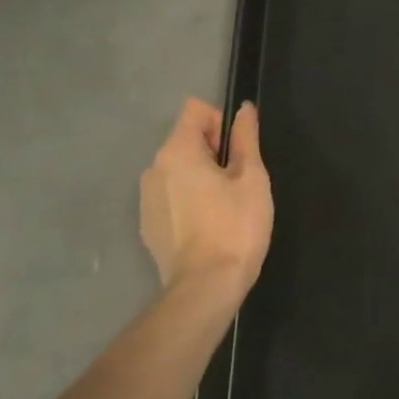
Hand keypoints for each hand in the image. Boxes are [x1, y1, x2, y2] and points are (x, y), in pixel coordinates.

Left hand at [139, 98, 272, 301]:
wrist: (206, 289)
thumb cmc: (235, 226)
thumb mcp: (252, 177)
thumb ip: (246, 138)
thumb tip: (243, 109)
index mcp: (177, 151)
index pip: (195, 110)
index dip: (221, 122)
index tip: (237, 152)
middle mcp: (154, 168)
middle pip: (185, 138)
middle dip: (212, 150)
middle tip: (235, 182)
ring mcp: (146, 198)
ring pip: (178, 168)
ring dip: (199, 175)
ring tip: (222, 206)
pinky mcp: (148, 224)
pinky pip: (170, 195)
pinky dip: (187, 199)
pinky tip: (206, 225)